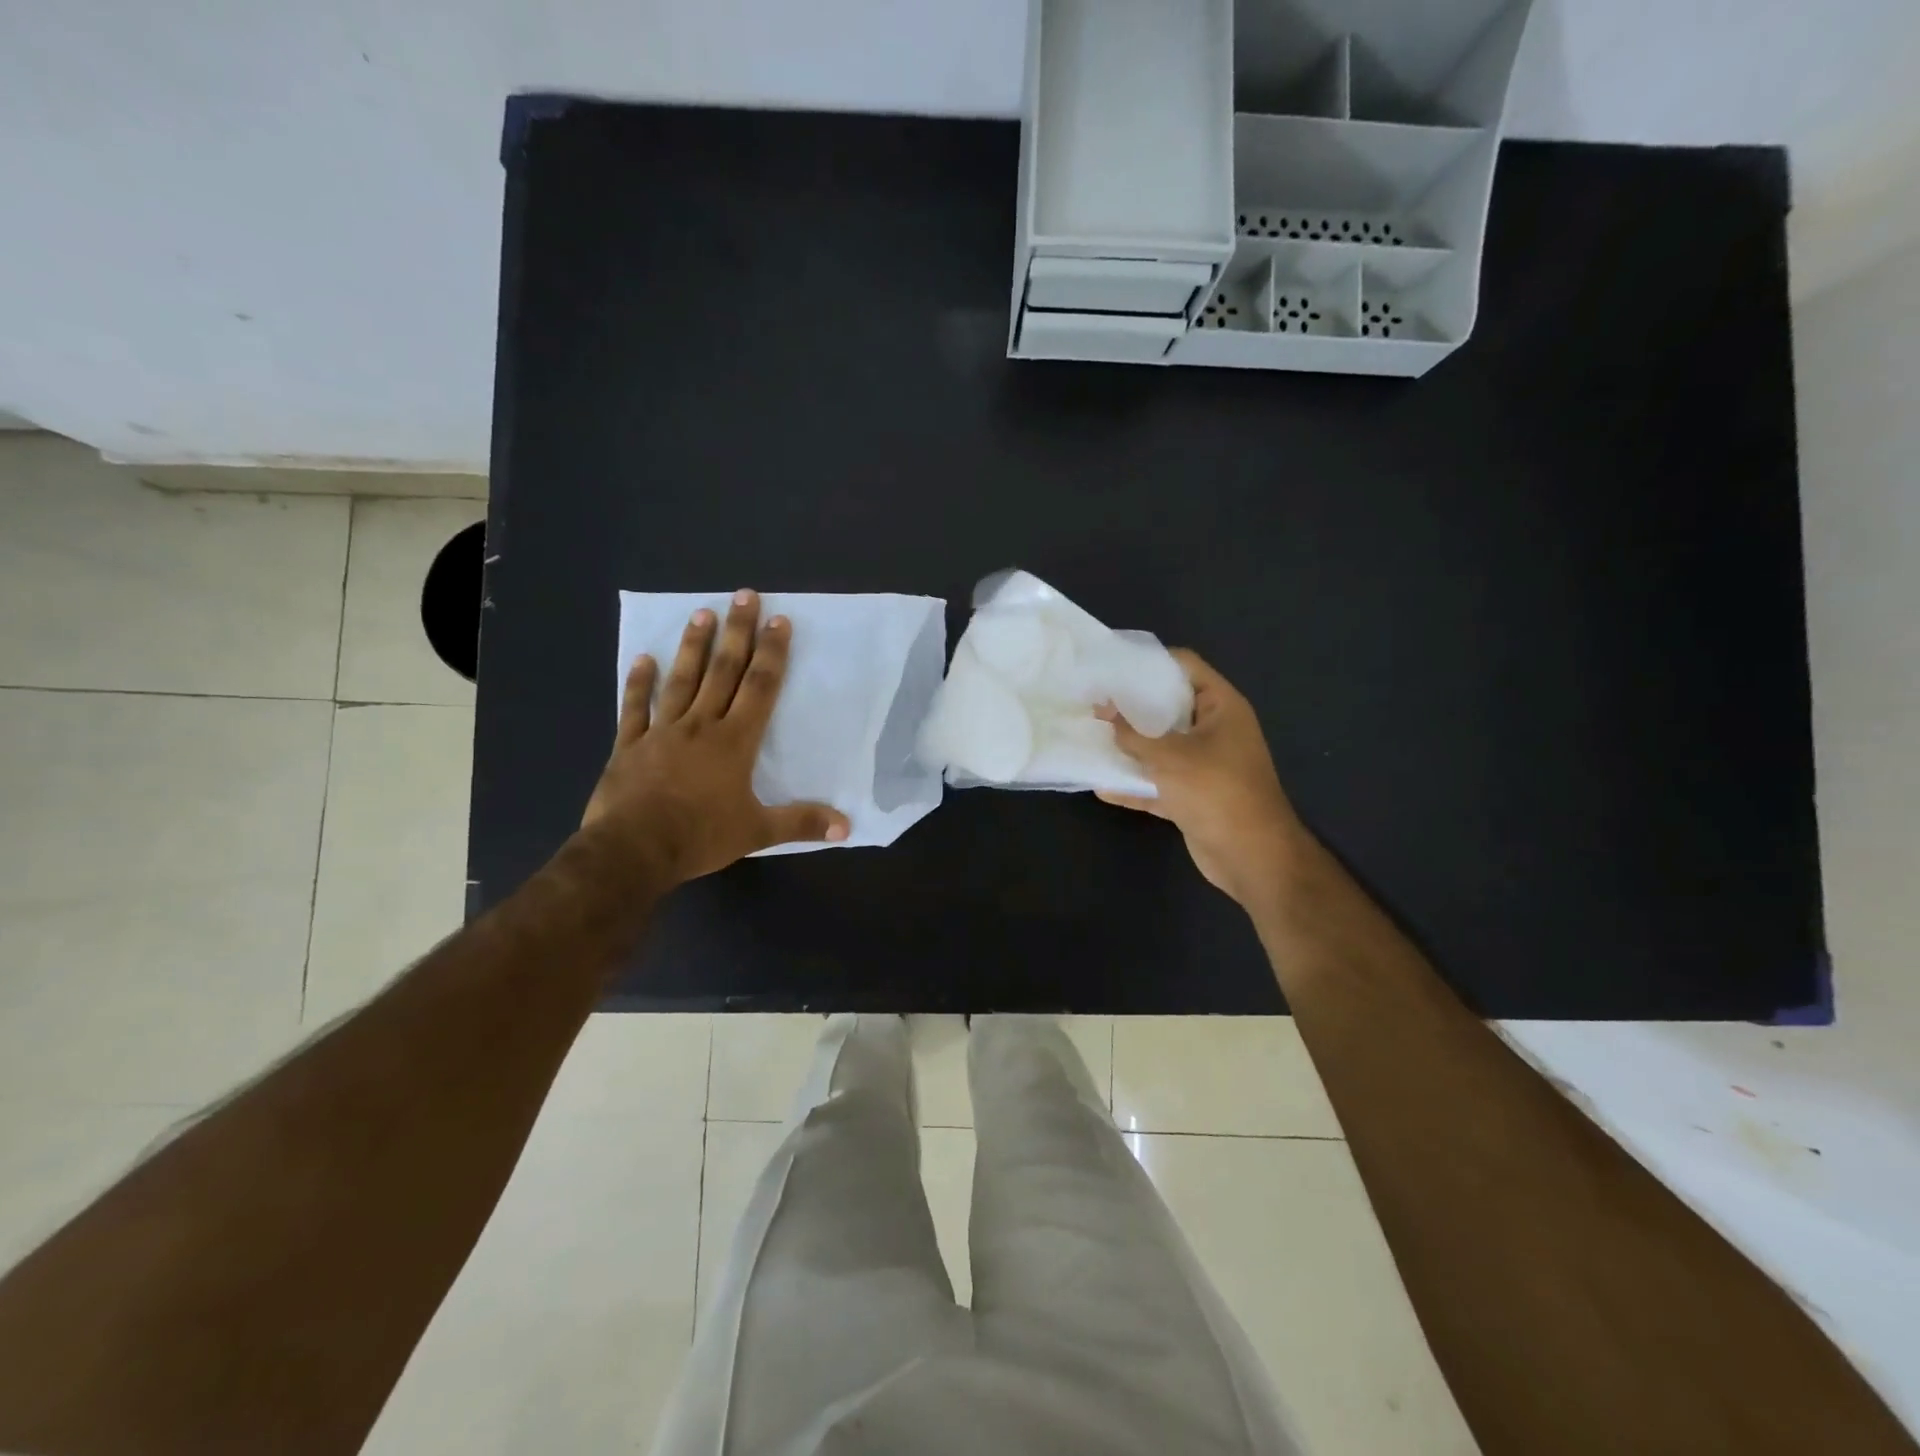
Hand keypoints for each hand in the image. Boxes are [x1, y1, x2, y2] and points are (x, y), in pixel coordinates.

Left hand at [583, 589, 849, 885]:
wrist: (633, 850)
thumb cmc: (699, 836)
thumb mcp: (757, 832)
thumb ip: (801, 823)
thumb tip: (847, 826)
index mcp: (734, 742)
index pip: (759, 688)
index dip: (772, 653)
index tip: (779, 621)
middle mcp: (701, 726)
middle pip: (723, 671)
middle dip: (737, 632)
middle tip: (744, 595)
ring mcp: (662, 732)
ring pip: (682, 680)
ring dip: (693, 647)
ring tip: (702, 613)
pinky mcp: (630, 745)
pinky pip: (635, 708)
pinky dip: (638, 683)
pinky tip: (642, 659)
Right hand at [1095, 650, 1309, 909]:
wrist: (1251, 856)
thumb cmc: (1215, 790)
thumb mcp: (1169, 757)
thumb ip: (1133, 735)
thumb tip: (1104, 711)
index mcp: (1221, 707)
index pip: (1186, 667)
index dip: (1151, 661)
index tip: (1114, 664)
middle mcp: (1215, 731)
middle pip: (1170, 707)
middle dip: (1132, 706)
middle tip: (1094, 700)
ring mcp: (1204, 765)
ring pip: (1162, 747)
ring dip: (1131, 747)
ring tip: (1092, 736)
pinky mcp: (1193, 796)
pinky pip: (1159, 783)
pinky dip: (1135, 785)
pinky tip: (1102, 786)